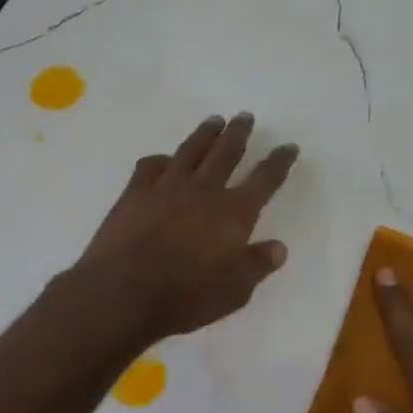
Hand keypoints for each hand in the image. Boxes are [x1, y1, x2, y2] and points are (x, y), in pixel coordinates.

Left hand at [78, 113, 299, 341]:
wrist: (123, 292)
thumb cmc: (186, 296)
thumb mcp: (235, 291)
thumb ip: (257, 265)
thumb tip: (278, 247)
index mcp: (234, 212)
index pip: (264, 180)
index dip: (279, 162)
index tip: (289, 146)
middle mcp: (204, 190)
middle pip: (226, 152)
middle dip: (239, 133)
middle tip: (245, 116)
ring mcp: (166, 186)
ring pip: (191, 150)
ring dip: (205, 133)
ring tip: (214, 121)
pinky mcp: (135, 192)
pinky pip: (151, 165)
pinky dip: (162, 158)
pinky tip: (164, 159)